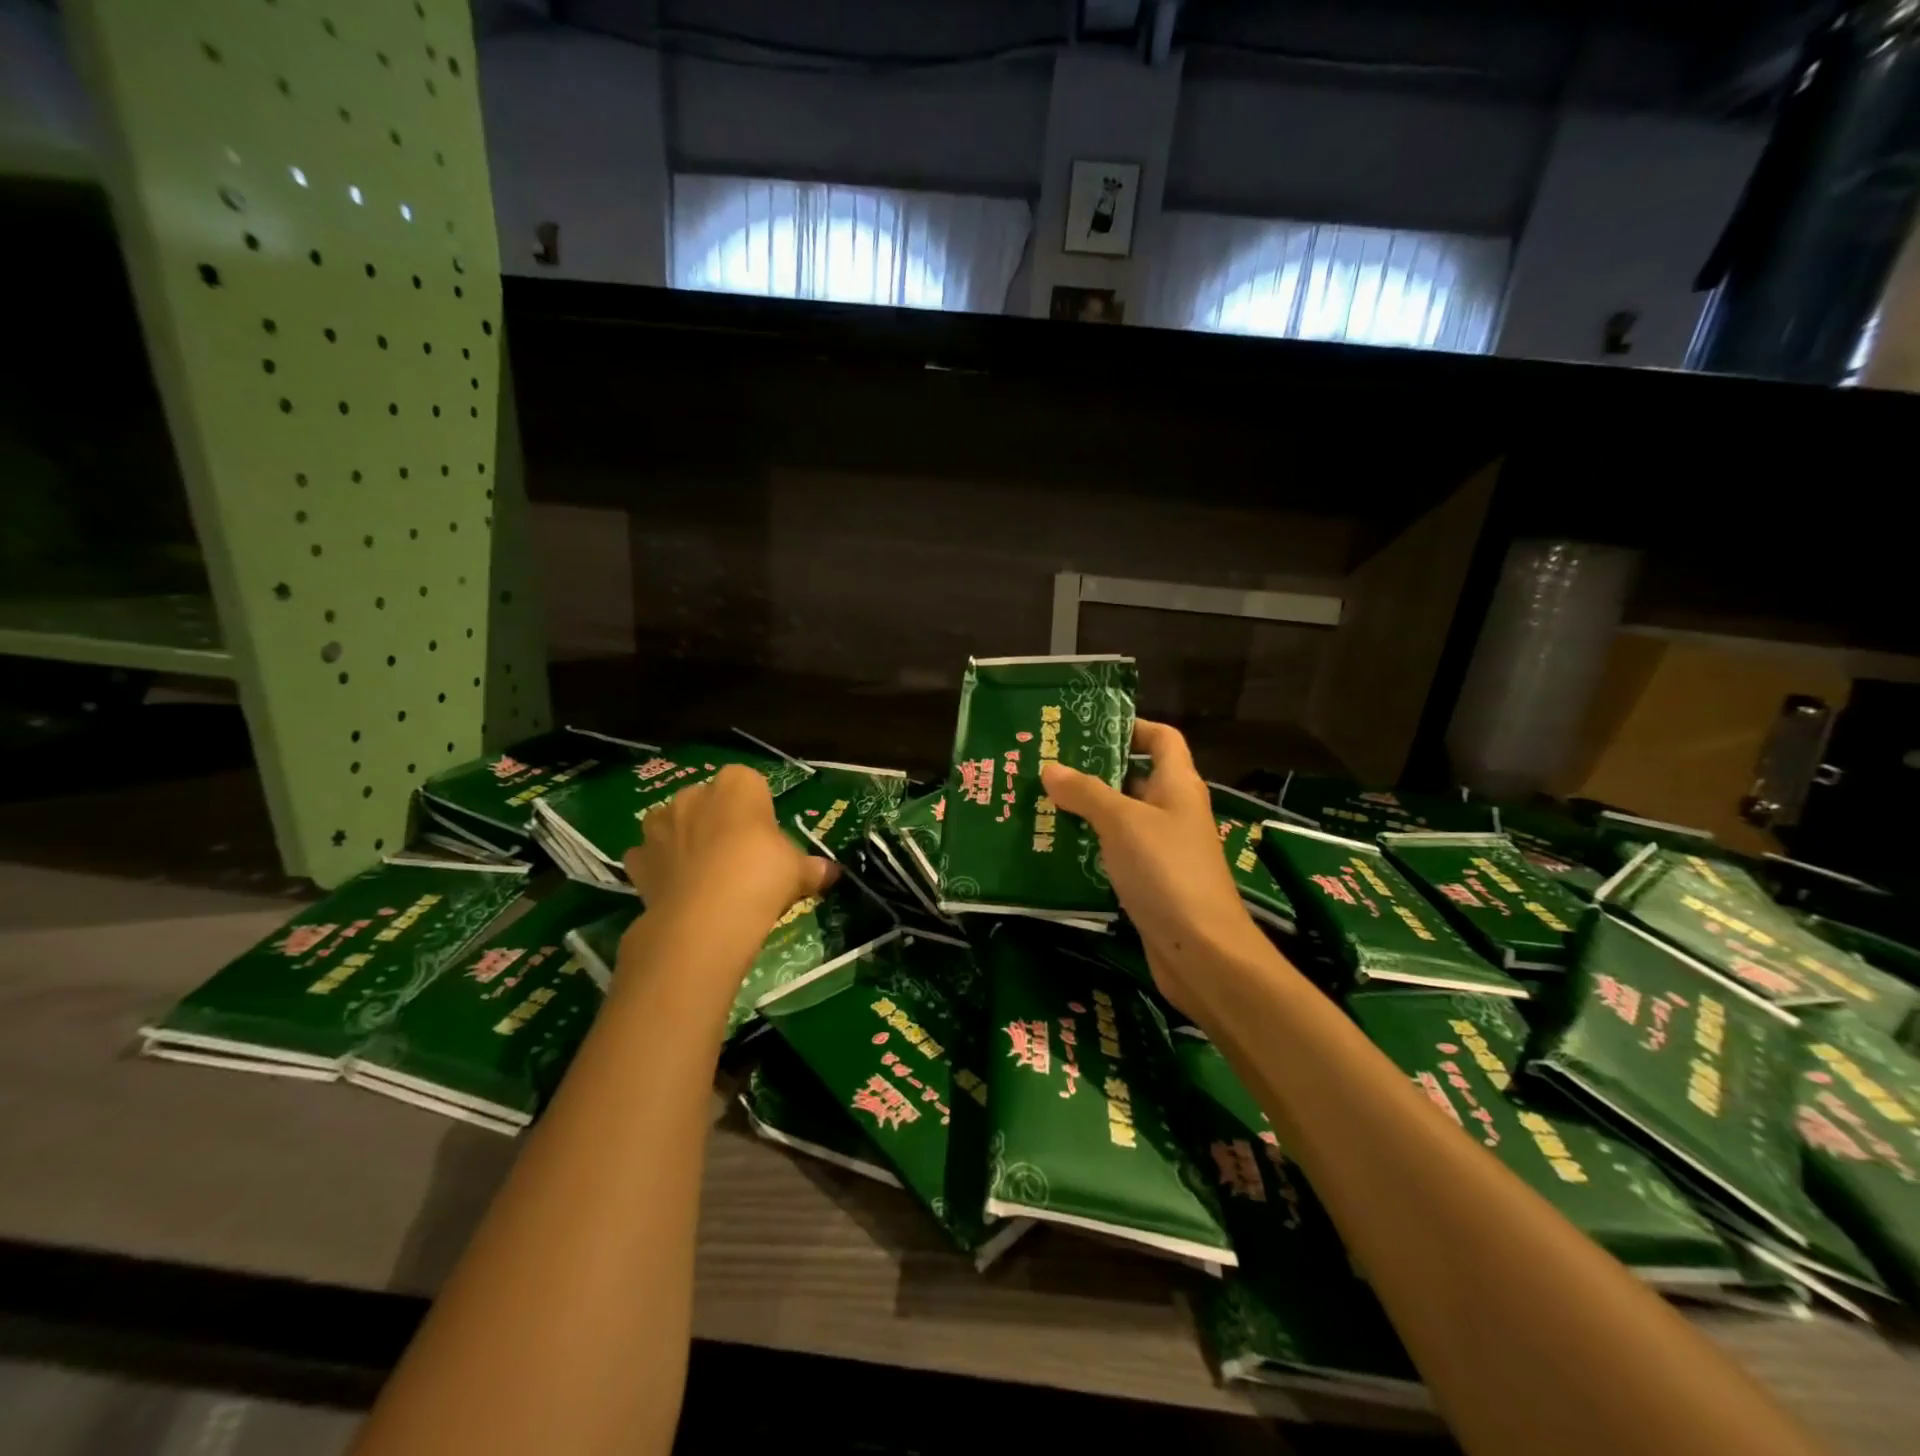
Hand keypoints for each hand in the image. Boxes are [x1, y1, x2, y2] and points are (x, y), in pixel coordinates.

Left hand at [621, 765, 837, 927]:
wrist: (706, 918)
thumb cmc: (762, 876)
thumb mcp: (799, 871)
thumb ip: (811, 868)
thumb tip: (831, 873)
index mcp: (738, 785)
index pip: (749, 783)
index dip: (757, 808)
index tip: (766, 836)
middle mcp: (694, 795)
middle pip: (708, 801)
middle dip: (718, 821)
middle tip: (738, 857)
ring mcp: (660, 826)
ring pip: (673, 824)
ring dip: (683, 840)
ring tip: (704, 874)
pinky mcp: (637, 859)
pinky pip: (649, 857)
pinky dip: (659, 868)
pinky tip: (677, 890)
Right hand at [1040, 720, 1268, 1015]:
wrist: (1203, 952)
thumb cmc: (1166, 871)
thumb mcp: (1122, 823)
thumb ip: (1086, 792)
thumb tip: (1050, 768)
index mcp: (1177, 785)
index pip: (1162, 738)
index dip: (1131, 727)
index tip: (1087, 729)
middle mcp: (1174, 811)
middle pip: (1135, 778)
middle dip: (1094, 771)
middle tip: (1046, 767)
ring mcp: (1163, 849)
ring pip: (1122, 818)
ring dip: (1086, 811)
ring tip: (1039, 803)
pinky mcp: (1151, 882)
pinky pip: (1117, 852)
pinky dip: (1091, 846)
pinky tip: (1056, 848)